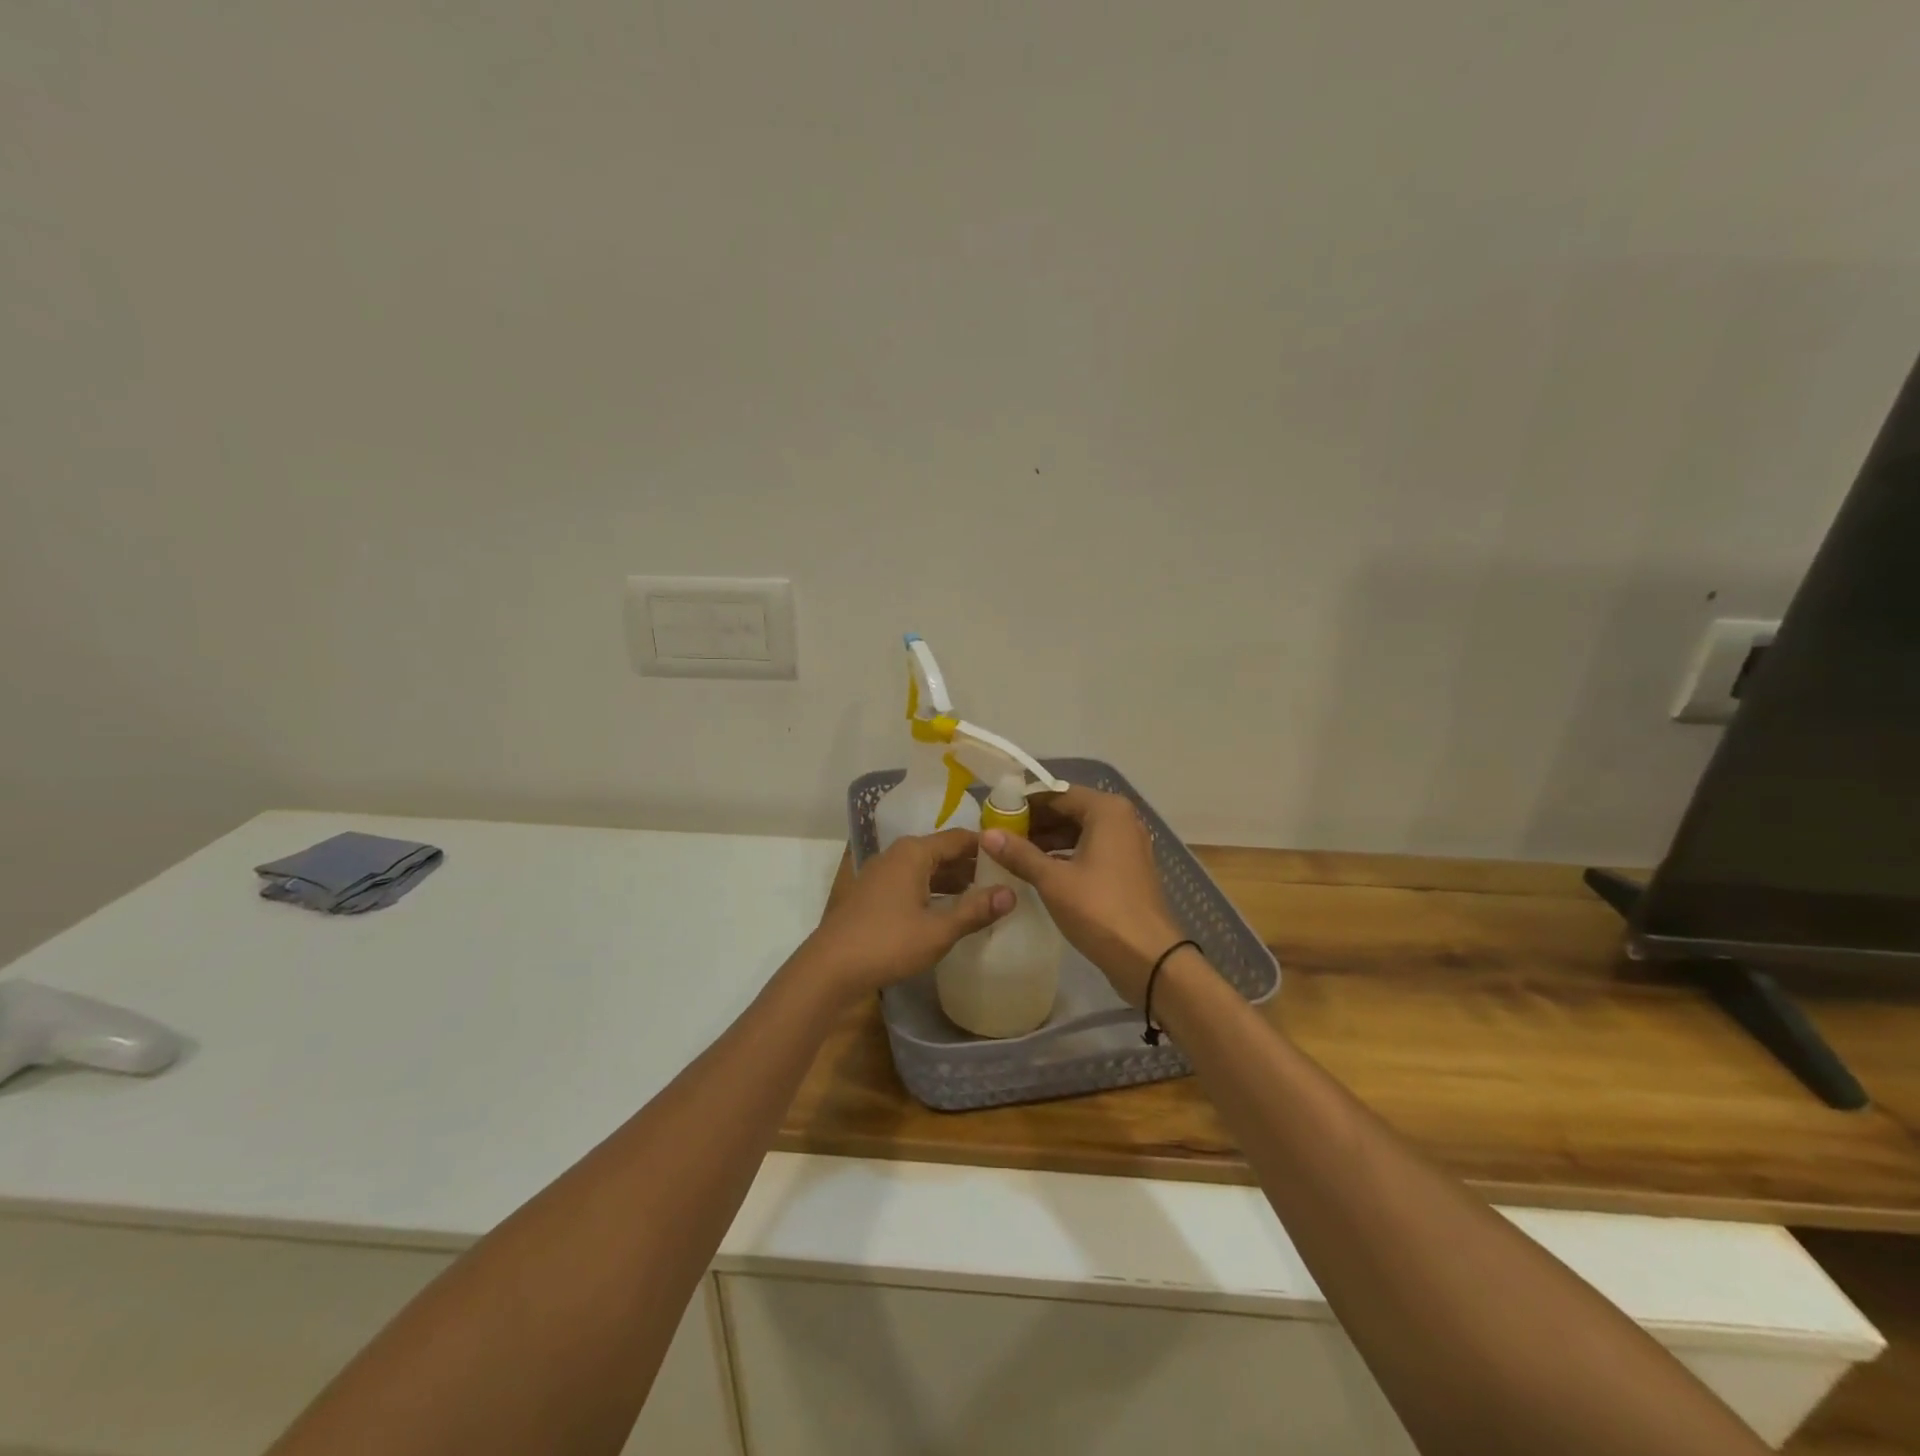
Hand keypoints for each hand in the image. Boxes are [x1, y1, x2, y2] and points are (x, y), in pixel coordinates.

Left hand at [799, 830, 1014, 1001]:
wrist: (829, 968)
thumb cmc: (887, 943)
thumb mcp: (938, 930)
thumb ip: (975, 910)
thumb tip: (1011, 893)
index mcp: (913, 853)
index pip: (959, 838)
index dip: (987, 847)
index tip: (1014, 858)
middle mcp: (897, 855)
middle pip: (942, 852)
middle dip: (972, 866)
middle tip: (1006, 880)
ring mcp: (881, 875)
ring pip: (926, 870)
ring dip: (953, 882)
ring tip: (985, 897)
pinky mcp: (873, 895)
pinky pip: (912, 884)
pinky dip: (933, 892)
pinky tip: (950, 912)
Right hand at [980, 786, 1181, 1006]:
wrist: (1149, 958)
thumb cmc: (1099, 910)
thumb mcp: (1053, 880)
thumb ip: (1019, 854)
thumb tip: (986, 834)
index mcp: (1106, 810)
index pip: (1055, 794)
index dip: (1022, 804)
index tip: (994, 816)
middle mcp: (1121, 818)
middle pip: (1069, 810)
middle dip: (1034, 822)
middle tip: (999, 837)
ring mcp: (1127, 843)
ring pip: (1079, 831)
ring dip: (1048, 839)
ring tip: (1012, 854)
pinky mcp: (1127, 867)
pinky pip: (1090, 849)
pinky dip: (1065, 854)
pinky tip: (1039, 869)